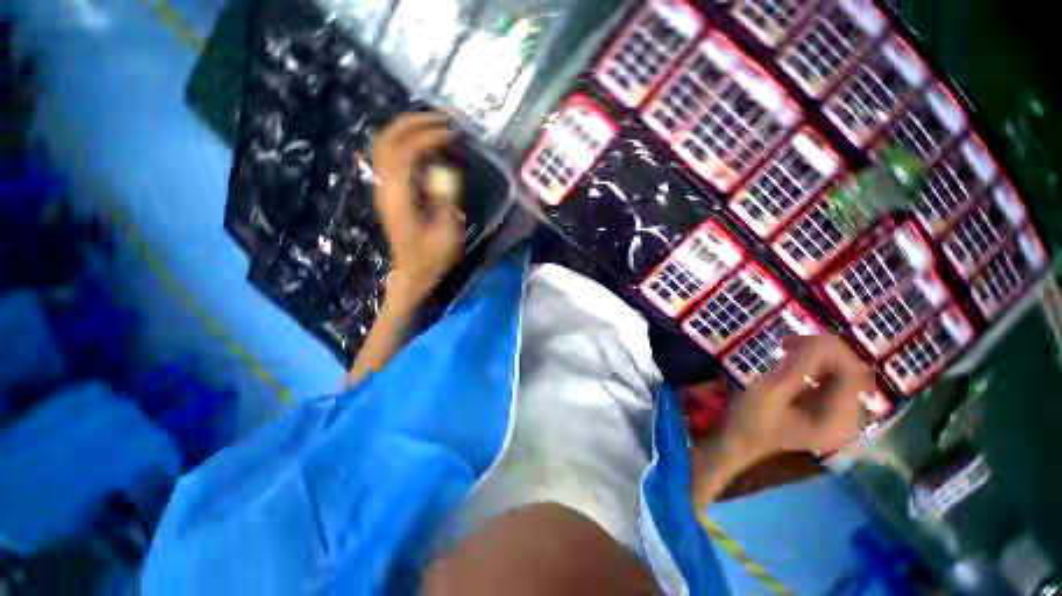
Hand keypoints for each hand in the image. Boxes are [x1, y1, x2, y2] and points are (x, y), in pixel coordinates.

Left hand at [371, 112, 463, 300]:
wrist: (411, 273)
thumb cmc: (431, 257)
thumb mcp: (446, 232)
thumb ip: (445, 199)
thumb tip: (445, 171)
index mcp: (399, 198)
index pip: (405, 152)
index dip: (427, 137)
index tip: (451, 134)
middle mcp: (385, 188)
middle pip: (386, 140)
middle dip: (413, 123)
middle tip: (441, 119)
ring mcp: (383, 189)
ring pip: (383, 145)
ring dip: (406, 130)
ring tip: (433, 126)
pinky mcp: (388, 192)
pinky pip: (389, 157)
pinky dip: (404, 143)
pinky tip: (424, 146)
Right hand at [721, 335, 873, 467]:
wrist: (743, 442)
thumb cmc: (752, 420)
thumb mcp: (770, 393)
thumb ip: (798, 369)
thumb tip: (820, 341)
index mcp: (838, 419)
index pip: (852, 373)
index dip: (829, 350)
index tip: (792, 342)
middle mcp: (849, 417)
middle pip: (851, 371)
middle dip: (823, 352)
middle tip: (786, 344)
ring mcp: (841, 414)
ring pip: (842, 372)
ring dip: (818, 357)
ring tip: (786, 350)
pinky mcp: (831, 409)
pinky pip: (833, 379)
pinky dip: (815, 366)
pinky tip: (793, 363)